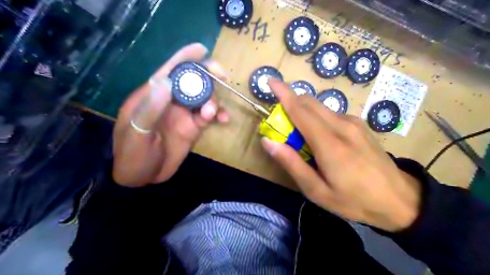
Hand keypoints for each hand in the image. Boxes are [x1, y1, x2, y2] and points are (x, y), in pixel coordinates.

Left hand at [113, 43, 229, 187]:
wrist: (142, 178)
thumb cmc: (132, 155)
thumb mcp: (137, 133)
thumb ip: (151, 108)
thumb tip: (166, 80)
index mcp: (153, 96)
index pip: (169, 71)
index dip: (185, 58)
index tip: (202, 50)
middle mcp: (171, 101)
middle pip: (192, 81)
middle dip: (208, 76)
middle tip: (223, 77)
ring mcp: (184, 114)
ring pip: (205, 98)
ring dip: (214, 101)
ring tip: (212, 114)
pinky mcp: (193, 128)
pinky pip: (209, 116)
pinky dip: (218, 115)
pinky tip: (223, 120)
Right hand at [260, 78, 421, 229]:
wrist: (399, 200)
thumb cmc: (354, 200)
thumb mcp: (317, 190)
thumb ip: (291, 163)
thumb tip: (268, 141)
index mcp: (330, 144)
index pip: (300, 110)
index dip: (283, 93)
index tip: (270, 81)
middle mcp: (342, 125)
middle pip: (309, 102)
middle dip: (290, 103)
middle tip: (280, 123)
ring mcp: (354, 123)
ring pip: (320, 107)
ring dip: (303, 112)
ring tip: (300, 137)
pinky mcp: (360, 125)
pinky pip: (331, 114)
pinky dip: (317, 118)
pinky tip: (321, 139)